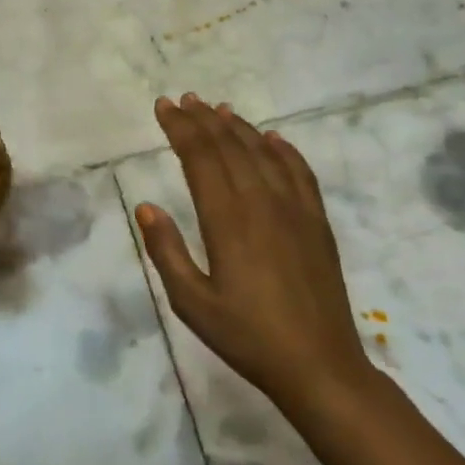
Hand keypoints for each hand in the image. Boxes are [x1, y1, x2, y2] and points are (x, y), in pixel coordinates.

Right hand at [135, 94, 375, 413]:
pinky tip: (273, 138)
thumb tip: (146, 206)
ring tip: (219, 108)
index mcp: (227, 219)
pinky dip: (284, 150)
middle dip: (203, 120)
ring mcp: (295, 210)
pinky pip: (300, 173)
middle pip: (230, 147)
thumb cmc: (246, 336)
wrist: (318, 365)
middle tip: (183, 99)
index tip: (163, 107)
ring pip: (264, 153)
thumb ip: (165, 250)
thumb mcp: (191, 302)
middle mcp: (262, 203)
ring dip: (239, 127)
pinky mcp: (317, 223)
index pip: (199, 157)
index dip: (180, 128)